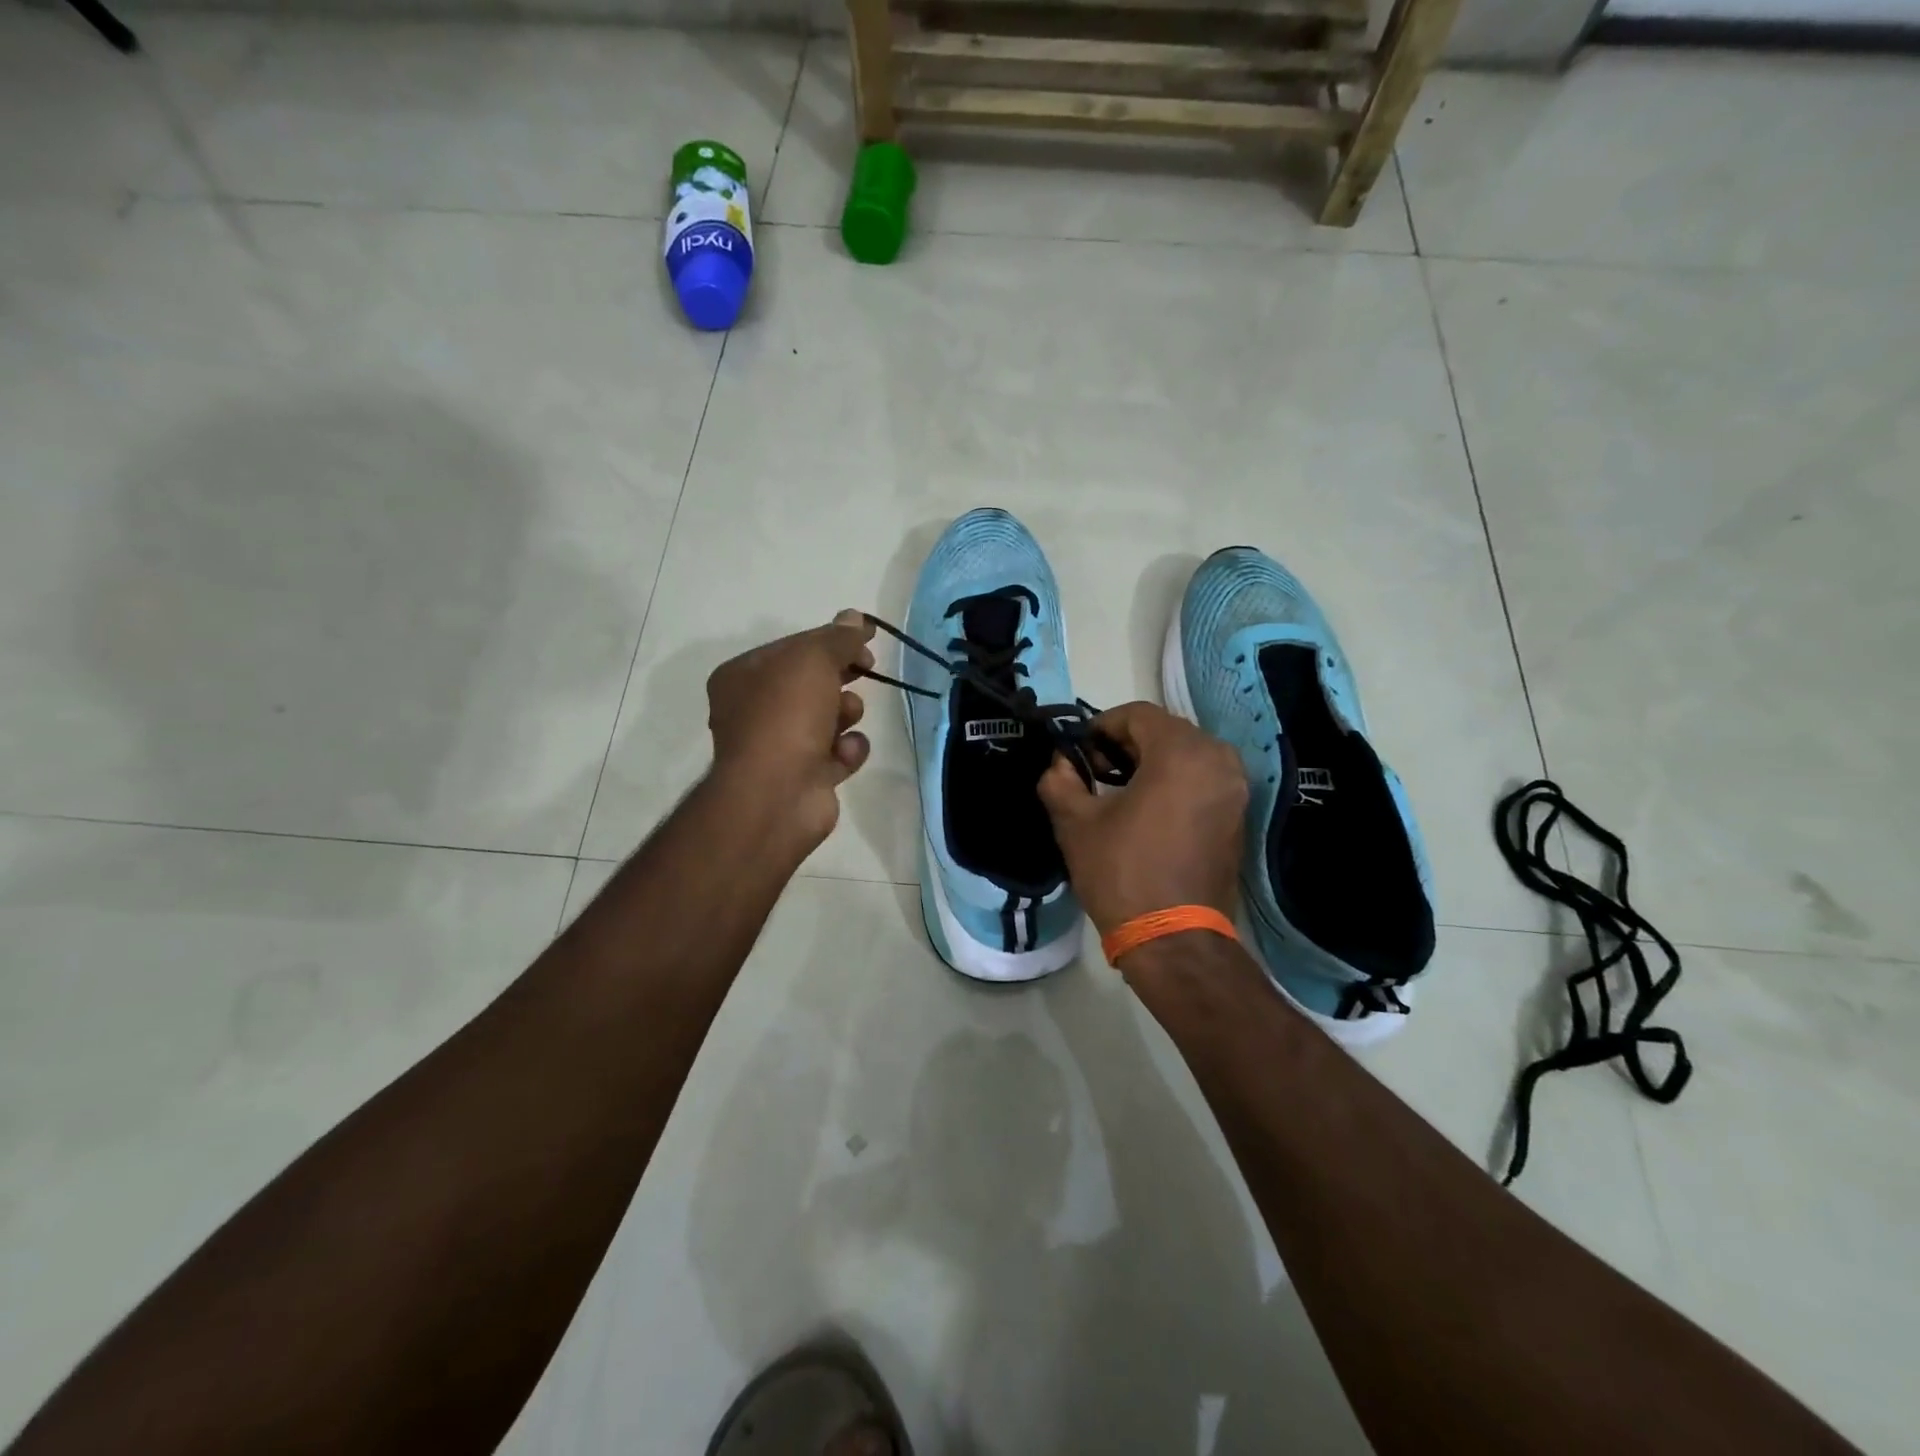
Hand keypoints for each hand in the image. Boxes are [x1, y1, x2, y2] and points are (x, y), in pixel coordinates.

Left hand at [706, 610, 876, 851]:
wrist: (777, 794)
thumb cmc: (785, 715)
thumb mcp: (812, 660)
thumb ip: (837, 638)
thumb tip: (855, 618)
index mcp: (743, 676)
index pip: (794, 647)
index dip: (831, 641)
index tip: (865, 641)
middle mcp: (755, 710)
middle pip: (812, 682)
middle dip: (841, 676)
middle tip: (865, 670)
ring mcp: (779, 747)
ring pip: (828, 717)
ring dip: (847, 713)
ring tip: (847, 718)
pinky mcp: (805, 777)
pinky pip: (837, 753)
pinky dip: (846, 750)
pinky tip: (844, 753)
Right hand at [1037, 702, 1247, 939]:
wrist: (1175, 939)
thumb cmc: (1123, 873)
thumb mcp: (1076, 823)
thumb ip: (1060, 780)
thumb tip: (1060, 764)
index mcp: (1182, 752)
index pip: (1137, 714)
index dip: (1101, 726)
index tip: (1079, 753)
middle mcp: (1218, 760)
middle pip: (1164, 730)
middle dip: (1126, 744)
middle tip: (1095, 772)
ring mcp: (1235, 788)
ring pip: (1186, 754)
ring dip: (1151, 761)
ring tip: (1119, 791)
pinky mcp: (1239, 815)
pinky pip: (1203, 778)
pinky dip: (1175, 781)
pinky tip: (1148, 809)